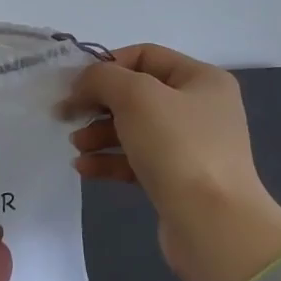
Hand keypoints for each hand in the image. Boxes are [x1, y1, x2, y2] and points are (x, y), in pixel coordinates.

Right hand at [65, 45, 280, 280]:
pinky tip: (84, 168)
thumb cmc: (177, 147)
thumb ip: (102, 77)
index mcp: (201, 79)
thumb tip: (83, 84)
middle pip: (136, 94)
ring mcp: (190, 146)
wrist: (213, 225)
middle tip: (66, 116)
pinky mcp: (178, 180)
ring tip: (77, 146)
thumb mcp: (135, 96)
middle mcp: (200, 108)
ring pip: (133, 128)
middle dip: (98, 104)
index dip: (106, 65)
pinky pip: (136, 160)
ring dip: (99, 133)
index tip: (75, 85)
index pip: (145, 55)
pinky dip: (109, 160)